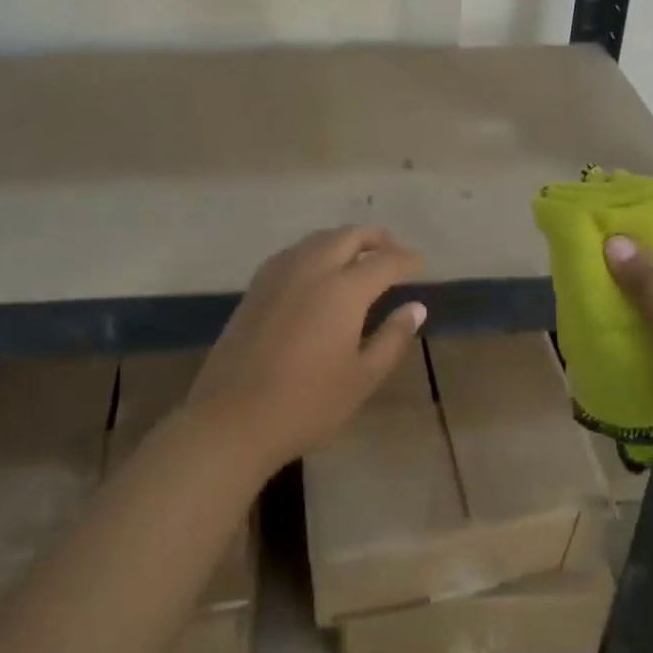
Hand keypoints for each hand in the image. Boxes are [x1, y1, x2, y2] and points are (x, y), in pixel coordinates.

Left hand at [189, 225, 427, 474]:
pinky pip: (296, 251)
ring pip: (320, 238)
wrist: (232, 417)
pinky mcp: (257, 284)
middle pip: (349, 236)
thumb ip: (392, 338)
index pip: (384, 261)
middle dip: (376, 238)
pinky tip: (319, 270)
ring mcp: (280, 272)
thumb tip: (416, 308)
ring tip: (360, 256)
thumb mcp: (362, 378)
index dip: (406, 259)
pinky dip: (317, 250)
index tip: (421, 263)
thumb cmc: (306, 403)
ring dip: (345, 240)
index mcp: (343, 289)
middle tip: (394, 251)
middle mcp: (312, 267)